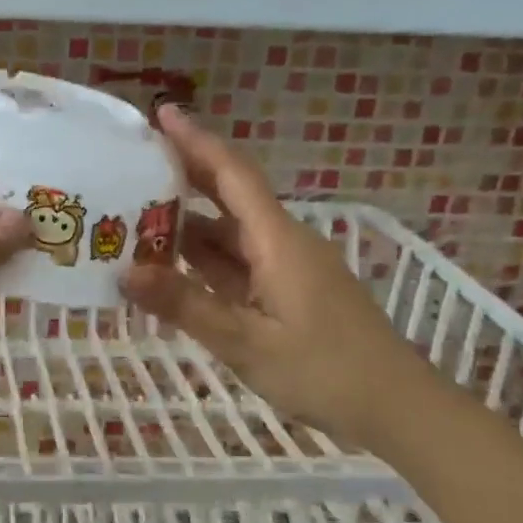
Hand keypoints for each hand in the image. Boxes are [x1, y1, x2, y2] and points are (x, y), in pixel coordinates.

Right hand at [120, 106, 427, 445]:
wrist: (398, 409)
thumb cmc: (325, 372)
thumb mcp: (246, 342)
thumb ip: (185, 305)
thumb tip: (124, 272)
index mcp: (277, 240)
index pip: (232, 174)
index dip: (196, 141)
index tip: (161, 113)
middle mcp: (282, 242)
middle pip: (229, 195)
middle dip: (184, 173)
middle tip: (133, 161)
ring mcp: (286, 268)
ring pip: (229, 233)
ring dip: (187, 222)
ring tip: (134, 215)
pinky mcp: (287, 292)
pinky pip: (237, 263)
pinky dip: (203, 259)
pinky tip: (170, 266)